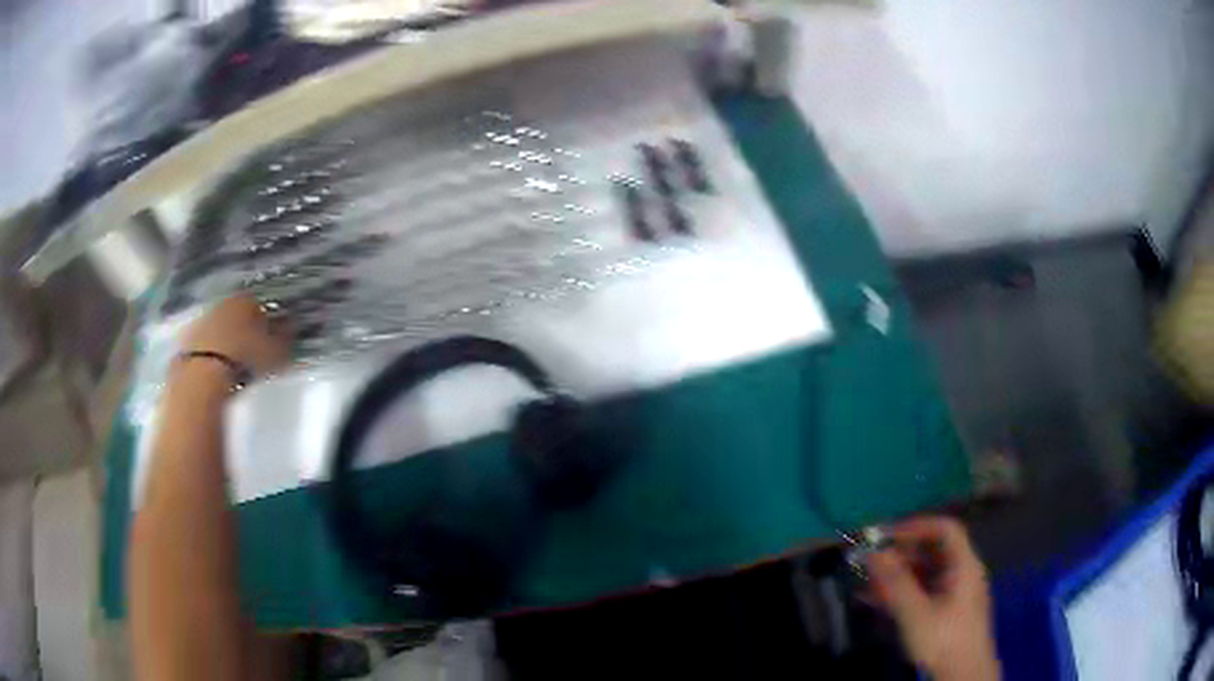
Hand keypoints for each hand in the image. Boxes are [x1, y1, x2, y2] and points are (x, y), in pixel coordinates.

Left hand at [180, 295, 291, 376]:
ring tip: (235, 365)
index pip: (262, 305)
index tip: (273, 340)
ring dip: (227, 341)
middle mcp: (224, 303)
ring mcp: (203, 320)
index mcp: (247, 299)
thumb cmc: (245, 360)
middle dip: (245, 330)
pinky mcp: (187, 340)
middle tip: (254, 352)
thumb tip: (292, 327)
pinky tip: (217, 371)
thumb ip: (286, 337)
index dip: (269, 322)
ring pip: (221, 328)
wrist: (203, 377)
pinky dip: (211, 353)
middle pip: (238, 315)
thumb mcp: (277, 352)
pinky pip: (205, 345)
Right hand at [868, 517, 999, 680]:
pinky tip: (875, 601)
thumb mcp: (916, 613)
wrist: (963, 673)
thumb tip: (874, 554)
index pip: (945, 530)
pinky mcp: (944, 611)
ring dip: (895, 576)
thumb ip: (895, 583)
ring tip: (866, 583)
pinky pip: (921, 592)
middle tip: (870, 562)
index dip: (917, 526)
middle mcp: (962, 573)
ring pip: (923, 574)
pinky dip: (900, 593)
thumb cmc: (944, 639)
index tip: (887, 535)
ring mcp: (954, 593)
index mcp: (964, 565)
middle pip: (932, 552)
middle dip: (900, 554)